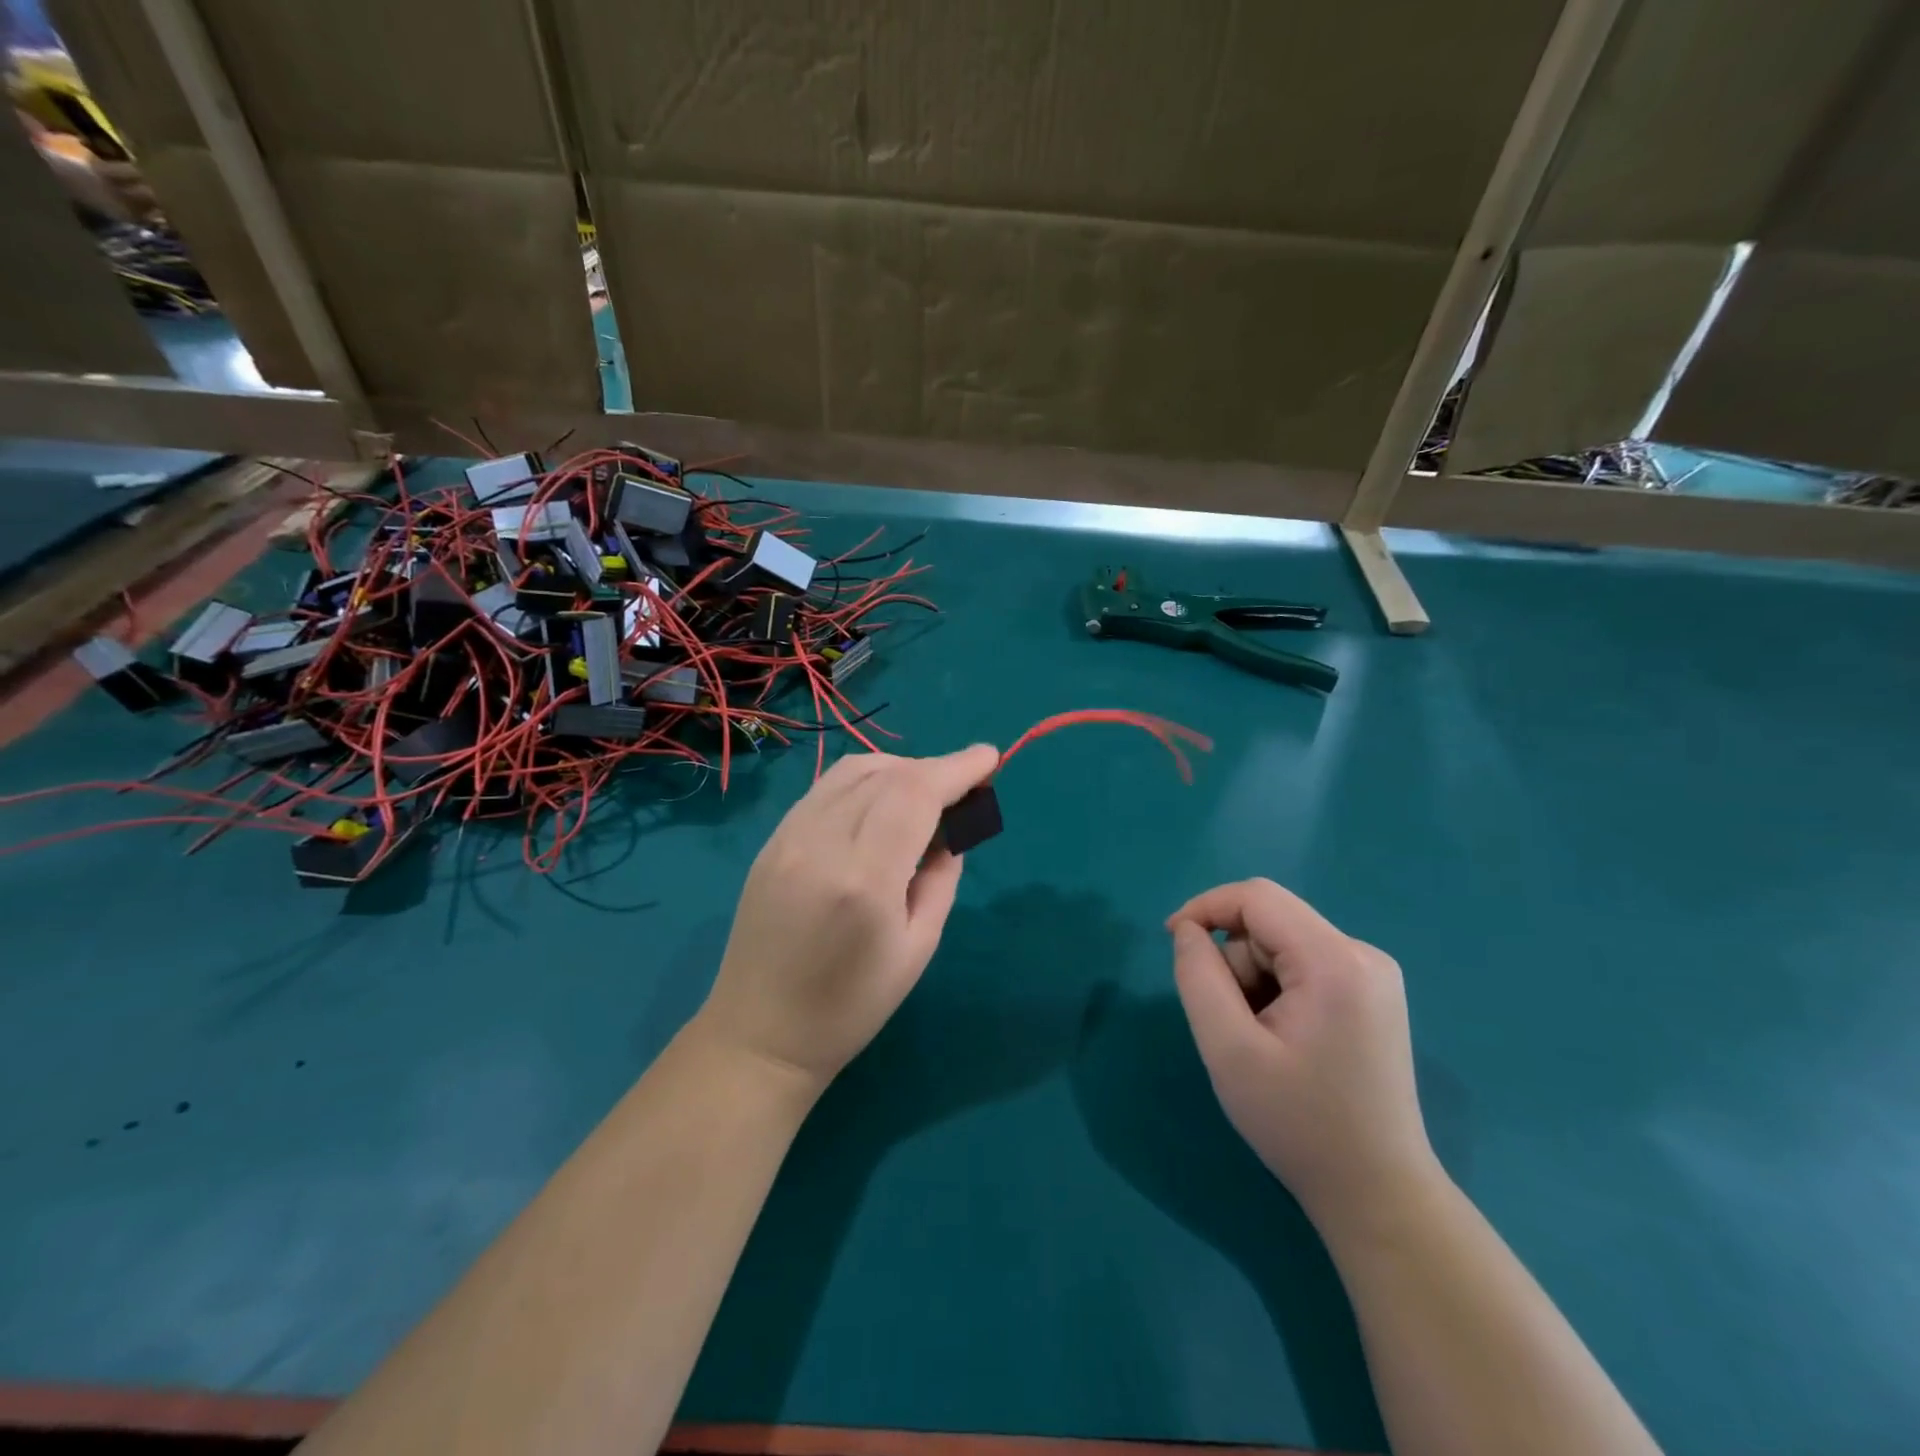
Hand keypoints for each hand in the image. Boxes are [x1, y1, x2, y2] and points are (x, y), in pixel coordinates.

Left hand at [698, 745, 999, 1087]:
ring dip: (899, 769)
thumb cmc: (851, 1006)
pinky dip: (864, 781)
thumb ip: (942, 877)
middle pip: (887, 773)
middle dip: (934, 769)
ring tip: (924, 794)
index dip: (957, 768)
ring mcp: (788, 837)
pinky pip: (826, 788)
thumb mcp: (918, 947)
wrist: (761, 1034)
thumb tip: (950, 828)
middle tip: (964, 788)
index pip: (915, 794)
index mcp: (864, 879)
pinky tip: (880, 804)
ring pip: (853, 770)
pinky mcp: (772, 841)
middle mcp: (821, 843)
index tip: (990, 758)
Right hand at [1168, 879, 1439, 1223]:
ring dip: (1254, 979)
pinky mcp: (1372, 993)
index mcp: (1336, 961)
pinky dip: (1276, 989)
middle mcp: (1363, 954)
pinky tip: (1284, 1038)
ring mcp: (1373, 974)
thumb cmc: (1299, 1124)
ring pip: (1282, 944)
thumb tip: (1187, 931)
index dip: (1206, 907)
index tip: (1171, 941)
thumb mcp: (1229, 1050)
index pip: (1258, 897)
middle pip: (1270, 923)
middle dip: (1234, 962)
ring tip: (1261, 1040)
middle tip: (1230, 1024)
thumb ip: (1198, 977)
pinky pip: (1303, 964)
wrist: (1377, 1194)